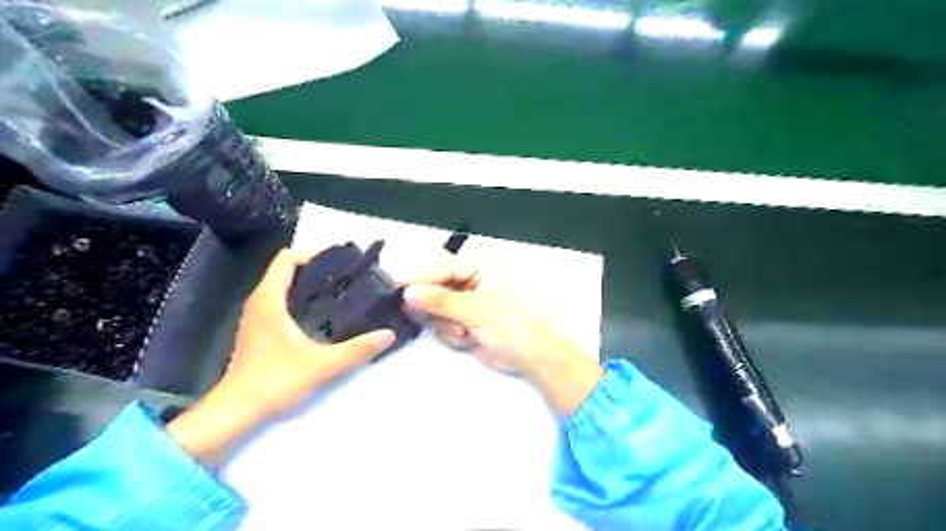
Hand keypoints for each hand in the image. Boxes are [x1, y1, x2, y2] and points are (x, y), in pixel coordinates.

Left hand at [167, 246, 393, 463]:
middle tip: (349, 277)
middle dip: (318, 268)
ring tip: (341, 292)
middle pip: (287, 269)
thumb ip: (357, 349)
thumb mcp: (322, 365)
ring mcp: (257, 316)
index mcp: (269, 299)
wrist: (237, 411)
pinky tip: (325, 315)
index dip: (314, 254)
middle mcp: (260, 301)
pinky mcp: (259, 330)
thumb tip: (389, 334)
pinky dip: (302, 299)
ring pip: (284, 286)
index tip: (342, 261)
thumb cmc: (275, 381)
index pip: (287, 259)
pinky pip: (282, 301)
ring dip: (310, 285)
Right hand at [397, 255, 596, 415]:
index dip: (419, 278)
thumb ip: (441, 301)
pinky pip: (442, 326)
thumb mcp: (477, 310)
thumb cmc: (513, 325)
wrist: (533, 358)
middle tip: (437, 319)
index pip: (442, 267)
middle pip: (434, 288)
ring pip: (435, 310)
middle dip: (435, 308)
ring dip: (446, 326)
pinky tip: (469, 340)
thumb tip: (408, 293)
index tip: (396, 288)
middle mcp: (471, 281)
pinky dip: (452, 335)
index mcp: (480, 267)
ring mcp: (466, 303)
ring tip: (466, 333)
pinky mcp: (463, 323)